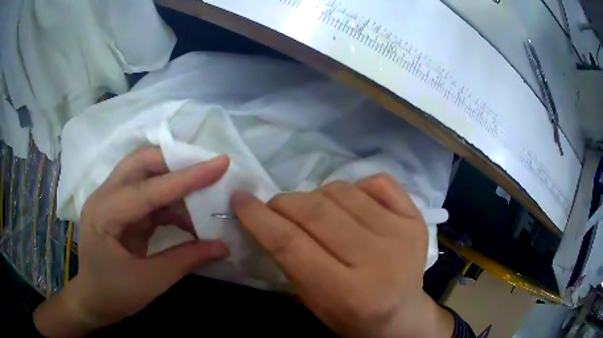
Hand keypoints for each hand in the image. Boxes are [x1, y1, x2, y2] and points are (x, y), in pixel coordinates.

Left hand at [34, 148, 230, 336]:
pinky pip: (150, 195)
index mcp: (104, 214)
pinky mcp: (122, 210)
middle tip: (209, 173)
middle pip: (141, 163)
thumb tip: (223, 246)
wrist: (93, 300)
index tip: (220, 163)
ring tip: (205, 197)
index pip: (147, 189)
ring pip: (146, 175)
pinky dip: (172, 202)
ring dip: (176, 183)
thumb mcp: (150, 282)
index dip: (185, 177)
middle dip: (176, 163)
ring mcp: (113, 200)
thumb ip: (185, 260)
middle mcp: (105, 196)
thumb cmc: (113, 294)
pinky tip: (190, 216)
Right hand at [232, 174, 452, 337]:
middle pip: (316, 212)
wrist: (400, 313)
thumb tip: (264, 216)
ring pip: (342, 191)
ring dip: (317, 195)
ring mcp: (401, 234)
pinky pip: (377, 182)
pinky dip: (355, 187)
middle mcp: (377, 260)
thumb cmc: (350, 315)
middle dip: (284, 202)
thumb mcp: (311, 300)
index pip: (290, 243)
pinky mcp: (415, 218)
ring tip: (315, 210)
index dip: (258, 217)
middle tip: (275, 207)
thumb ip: (287, 260)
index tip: (240, 199)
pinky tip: (351, 204)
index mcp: (347, 292)